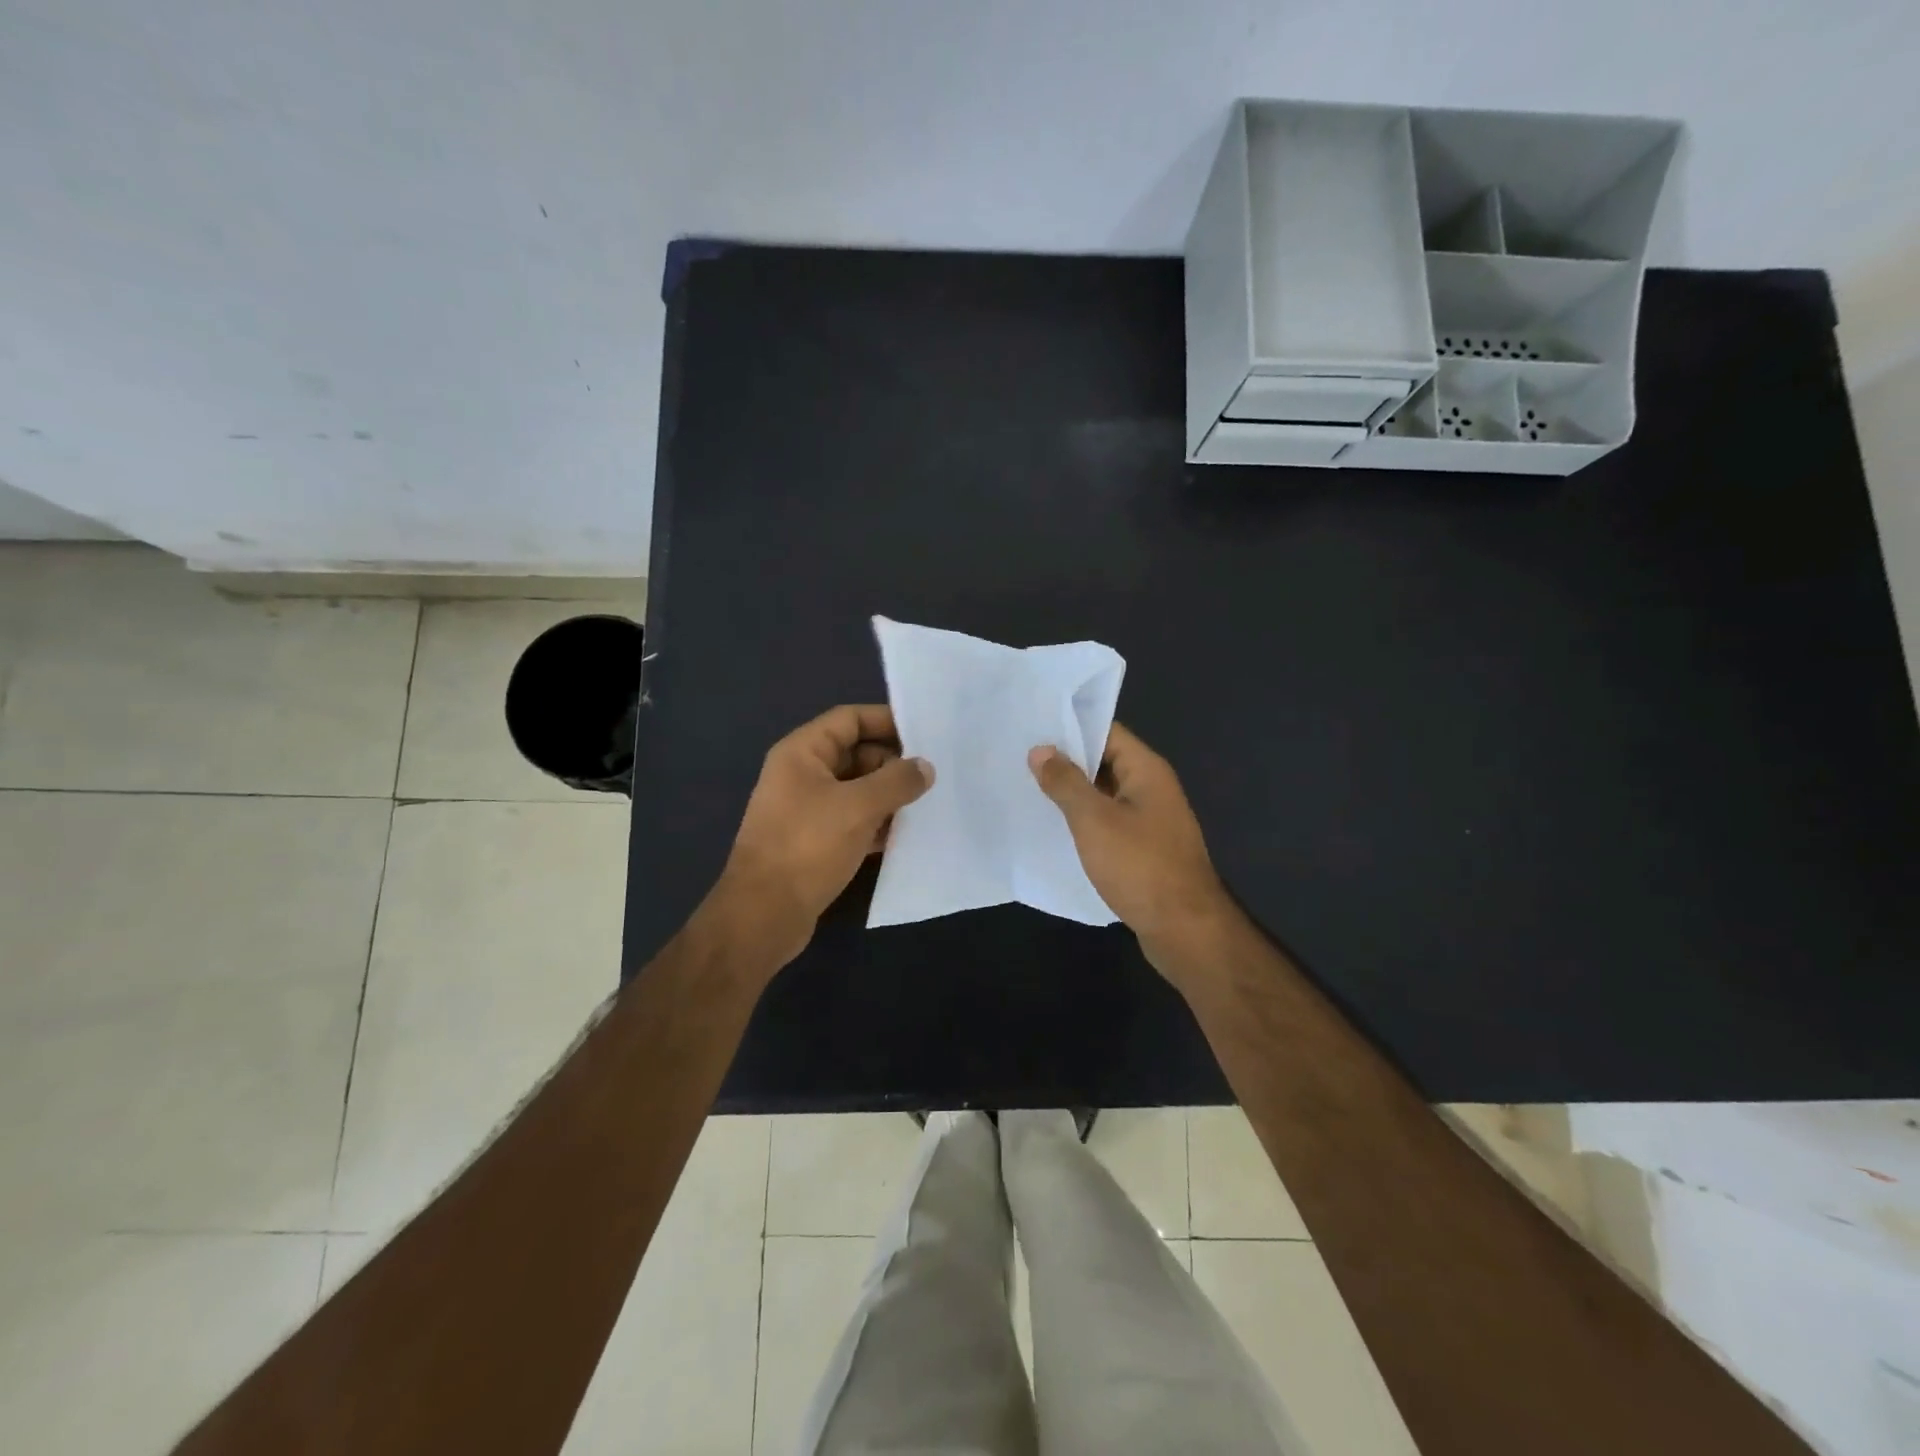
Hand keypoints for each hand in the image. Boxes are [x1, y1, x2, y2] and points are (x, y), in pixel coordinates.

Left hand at [720, 705, 932, 966]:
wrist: (764, 915)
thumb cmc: (808, 847)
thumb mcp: (858, 807)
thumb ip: (896, 781)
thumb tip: (925, 767)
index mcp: (802, 753)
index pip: (849, 719)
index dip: (886, 720)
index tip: (926, 732)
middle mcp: (802, 775)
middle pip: (856, 754)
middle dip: (893, 763)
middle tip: (933, 775)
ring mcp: (807, 810)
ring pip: (857, 790)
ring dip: (889, 796)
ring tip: (929, 803)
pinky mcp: (814, 842)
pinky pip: (853, 820)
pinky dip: (877, 823)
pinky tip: (906, 835)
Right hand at [1029, 724, 1234, 981]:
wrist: (1185, 929)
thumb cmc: (1140, 866)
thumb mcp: (1094, 820)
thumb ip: (1065, 783)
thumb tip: (1041, 750)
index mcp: (1146, 770)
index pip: (1107, 731)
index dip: (1071, 728)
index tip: (1032, 729)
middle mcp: (1152, 789)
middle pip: (1105, 762)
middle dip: (1066, 762)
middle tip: (1020, 760)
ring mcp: (1151, 821)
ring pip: (1105, 795)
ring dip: (1073, 794)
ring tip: (1028, 790)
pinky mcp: (1145, 850)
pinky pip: (1110, 823)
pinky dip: (1085, 822)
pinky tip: (1055, 829)